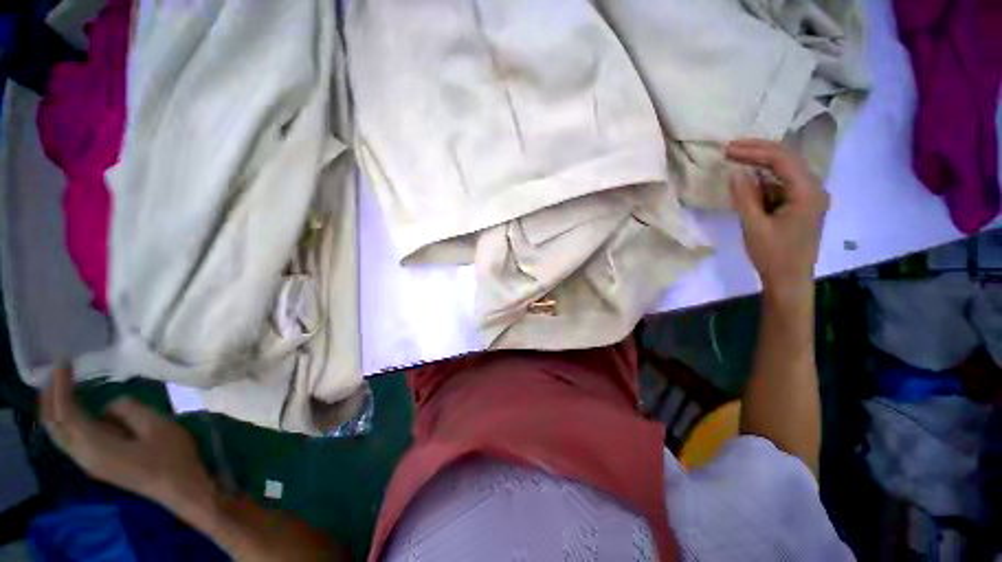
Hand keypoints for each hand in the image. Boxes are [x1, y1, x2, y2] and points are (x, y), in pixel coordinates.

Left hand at [40, 366, 216, 515]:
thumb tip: (110, 405)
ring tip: (61, 385)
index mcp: (95, 445)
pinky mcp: (97, 463)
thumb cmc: (171, 456)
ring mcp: (89, 462)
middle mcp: (83, 455)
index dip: (60, 385)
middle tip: (56, 370)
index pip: (65, 411)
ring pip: (58, 433)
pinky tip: (77, 410)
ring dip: (54, 408)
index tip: (63, 361)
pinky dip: (65, 419)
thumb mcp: (156, 426)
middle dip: (49, 396)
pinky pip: (70, 438)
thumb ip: (128, 410)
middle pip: (53, 425)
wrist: (180, 488)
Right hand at [725, 139, 828, 300]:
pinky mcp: (801, 205)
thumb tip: (735, 172)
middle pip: (787, 159)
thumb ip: (744, 197)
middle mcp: (813, 189)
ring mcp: (809, 197)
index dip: (754, 151)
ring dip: (760, 167)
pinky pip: (782, 186)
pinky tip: (748, 186)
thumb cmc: (773, 255)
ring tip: (735, 163)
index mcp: (807, 192)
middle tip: (730, 150)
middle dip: (758, 152)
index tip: (728, 150)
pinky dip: (764, 183)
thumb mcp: (754, 226)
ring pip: (784, 172)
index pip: (782, 159)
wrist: (789, 279)